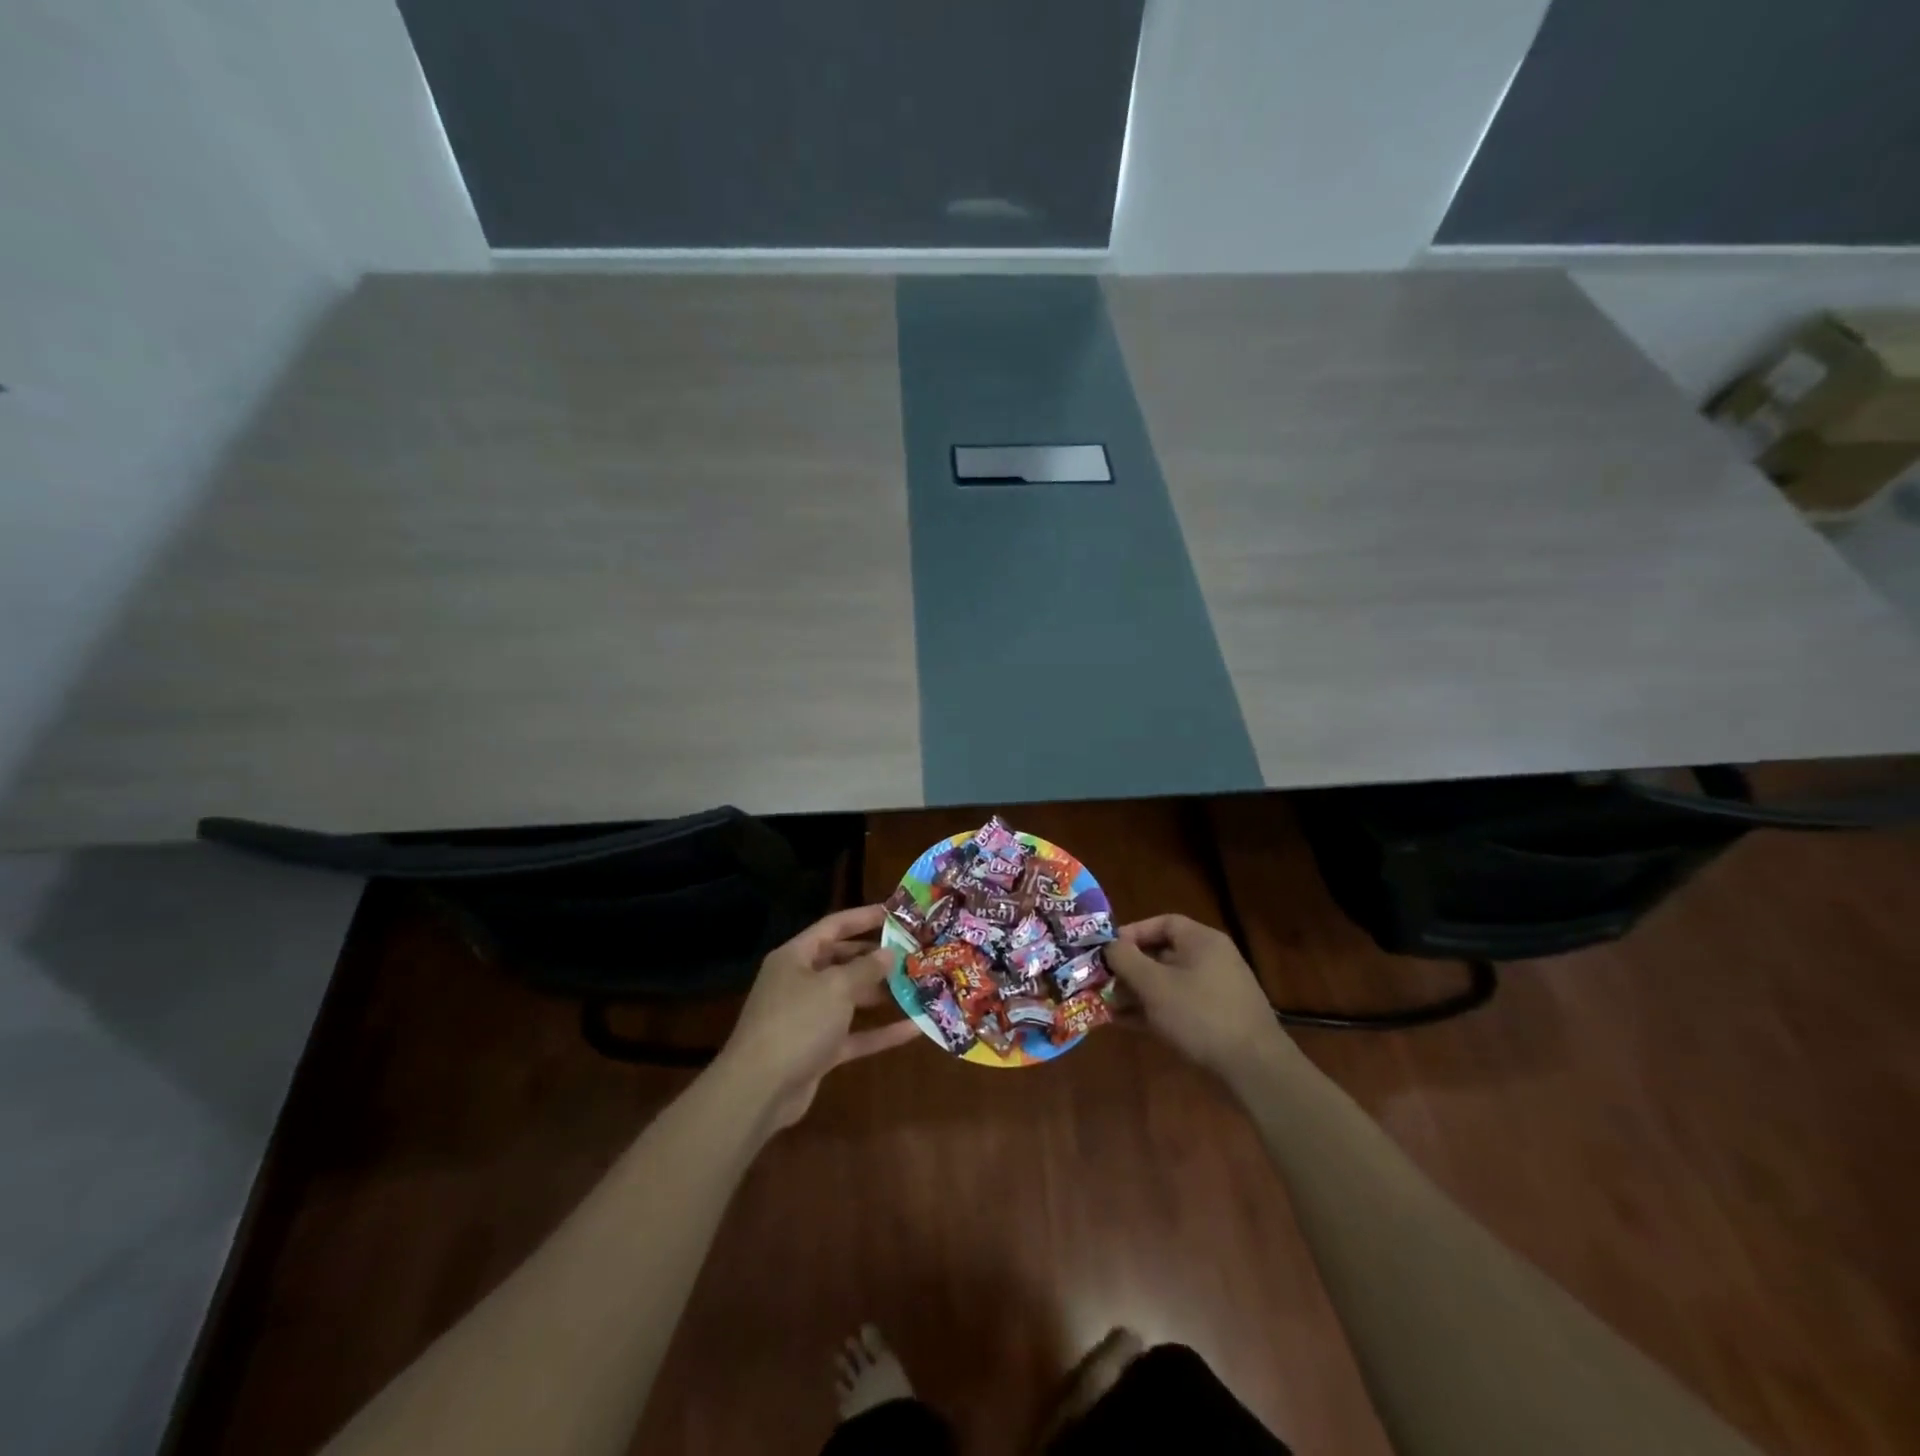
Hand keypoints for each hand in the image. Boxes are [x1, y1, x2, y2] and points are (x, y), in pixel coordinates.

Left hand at [714, 905, 920, 1131]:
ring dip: (881, 993)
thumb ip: (865, 968)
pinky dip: (880, 1032)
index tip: (896, 913)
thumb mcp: (835, 987)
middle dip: (876, 958)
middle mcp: (800, 982)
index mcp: (795, 957)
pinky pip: (854, 1034)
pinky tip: (914, 1028)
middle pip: (842, 961)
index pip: (833, 926)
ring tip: (918, 986)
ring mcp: (808, 1018)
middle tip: (913, 953)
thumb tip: (888, 953)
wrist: (759, 1090)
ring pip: (850, 998)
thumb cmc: (797, 1022)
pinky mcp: (818, 1050)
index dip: (864, 917)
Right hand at [1104, 914, 1299, 1085]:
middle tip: (1103, 982)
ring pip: (1167, 983)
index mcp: (1202, 941)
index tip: (1108, 951)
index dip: (1132, 933)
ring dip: (1137, 993)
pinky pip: (1177, 1005)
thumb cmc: (1200, 1014)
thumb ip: (1126, 960)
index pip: (1163, 923)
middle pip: (1162, 954)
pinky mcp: (1215, 1019)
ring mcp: (1215, 991)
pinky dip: (1153, 1010)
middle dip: (1130, 968)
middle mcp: (1211, 960)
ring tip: (1108, 1006)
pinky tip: (1127, 1023)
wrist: (1254, 1068)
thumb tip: (1109, 946)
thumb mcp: (1154, 984)